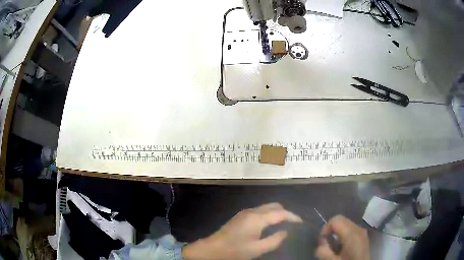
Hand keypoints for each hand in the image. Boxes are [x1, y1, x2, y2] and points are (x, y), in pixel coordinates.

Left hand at [182, 203, 301, 259]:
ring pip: (266, 207)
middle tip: (293, 223)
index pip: (281, 213)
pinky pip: (260, 211)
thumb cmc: (235, 250)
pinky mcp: (241, 216)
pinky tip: (270, 224)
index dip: (293, 217)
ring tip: (284, 224)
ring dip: (277, 213)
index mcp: (257, 218)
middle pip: (274, 205)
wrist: (212, 249)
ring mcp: (245, 212)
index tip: (302, 223)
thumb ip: (274, 240)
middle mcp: (252, 211)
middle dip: (286, 212)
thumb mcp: (257, 249)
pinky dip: (269, 214)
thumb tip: (286, 232)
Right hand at [315, 215, 368, 259]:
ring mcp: (362, 232)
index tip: (322, 241)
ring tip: (333, 247)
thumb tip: (321, 243)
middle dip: (331, 230)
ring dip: (337, 233)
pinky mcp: (363, 237)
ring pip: (346, 225)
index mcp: (352, 233)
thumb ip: (324, 251)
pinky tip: (342, 248)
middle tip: (326, 245)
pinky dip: (343, 235)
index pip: (336, 219)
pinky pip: (351, 230)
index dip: (325, 228)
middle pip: (342, 220)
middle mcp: (359, 228)